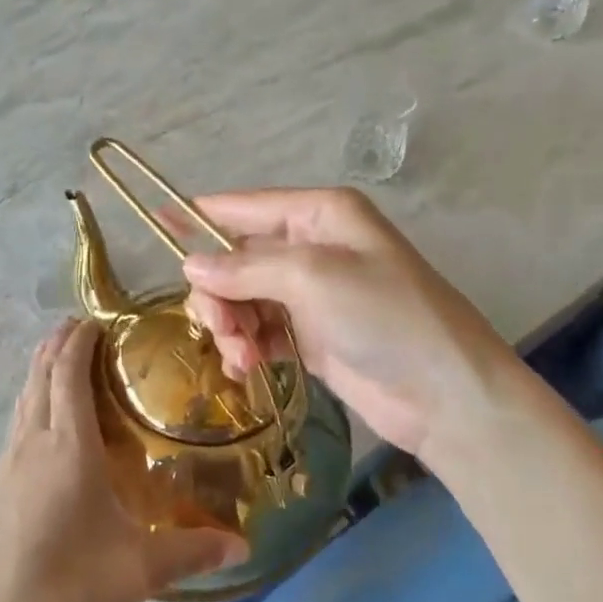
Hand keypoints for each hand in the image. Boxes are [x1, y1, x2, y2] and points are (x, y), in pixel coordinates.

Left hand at [0, 319, 247, 601]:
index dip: (81, 339)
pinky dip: (33, 398)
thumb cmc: (64, 595)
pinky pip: (18, 422)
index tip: (101, 317)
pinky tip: (47, 420)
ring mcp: (8, 466)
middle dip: (60, 342)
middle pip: (41, 374)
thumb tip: (243, 543)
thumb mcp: (136, 572)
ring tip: (66, 355)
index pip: (68, 373)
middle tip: (88, 325)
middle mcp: (33, 444)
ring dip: (43, 367)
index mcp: (67, 448)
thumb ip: (191, 551)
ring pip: (25, 396)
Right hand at [182, 187, 521, 459]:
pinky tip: (244, 366)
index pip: (245, 208)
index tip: (156, 226)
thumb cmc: (386, 316)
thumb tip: (190, 265)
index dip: (199, 216)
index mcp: (319, 215)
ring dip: (230, 324)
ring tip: (238, 355)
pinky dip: (246, 346)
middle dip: (219, 291)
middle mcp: (313, 247)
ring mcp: (312, 293)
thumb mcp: (314, 278)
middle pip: (237, 258)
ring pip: (243, 298)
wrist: (446, 394)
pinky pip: (259, 331)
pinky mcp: (311, 335)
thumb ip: (246, 269)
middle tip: (218, 326)